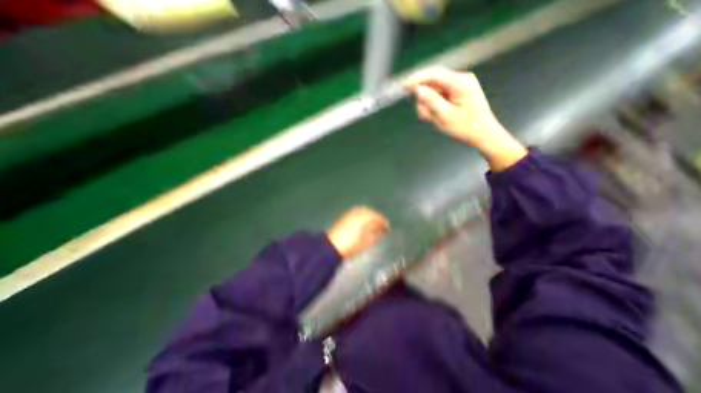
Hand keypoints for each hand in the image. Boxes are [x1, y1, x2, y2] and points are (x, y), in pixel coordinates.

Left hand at [327, 207, 391, 258]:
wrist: (332, 246)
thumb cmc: (352, 245)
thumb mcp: (366, 242)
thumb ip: (376, 235)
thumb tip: (382, 231)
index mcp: (365, 218)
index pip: (378, 218)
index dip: (384, 222)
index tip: (388, 227)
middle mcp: (358, 212)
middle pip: (371, 212)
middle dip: (377, 217)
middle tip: (381, 224)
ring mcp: (351, 213)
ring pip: (364, 211)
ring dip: (370, 216)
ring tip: (373, 224)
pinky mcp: (345, 216)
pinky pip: (357, 212)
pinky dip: (362, 216)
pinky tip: (363, 222)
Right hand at [406, 67, 525, 170]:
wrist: (483, 135)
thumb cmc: (466, 127)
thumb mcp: (445, 116)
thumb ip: (431, 101)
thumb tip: (418, 89)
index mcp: (459, 82)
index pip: (433, 75)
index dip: (416, 79)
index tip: (403, 87)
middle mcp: (460, 80)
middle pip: (432, 84)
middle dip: (425, 101)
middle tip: (426, 117)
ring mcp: (459, 86)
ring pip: (434, 92)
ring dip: (430, 106)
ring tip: (435, 120)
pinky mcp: (457, 93)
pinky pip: (440, 97)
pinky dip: (435, 107)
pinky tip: (437, 117)